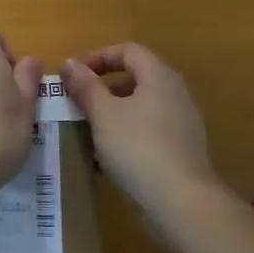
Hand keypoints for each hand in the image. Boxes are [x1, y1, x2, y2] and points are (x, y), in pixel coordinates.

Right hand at [60, 44, 217, 211]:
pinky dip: (128, 134)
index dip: (99, 56)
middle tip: (78, 102)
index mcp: (158, 75)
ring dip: (114, 113)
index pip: (128, 50)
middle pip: (136, 77)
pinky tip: (109, 158)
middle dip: (104, 87)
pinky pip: (150, 130)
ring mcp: (183, 122)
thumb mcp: (104, 114)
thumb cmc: (138, 147)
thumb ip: (86, 86)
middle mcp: (175, 92)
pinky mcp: (183, 149)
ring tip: (89, 130)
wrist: (183, 202)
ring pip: (142, 106)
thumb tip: (70, 63)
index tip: (74, 74)